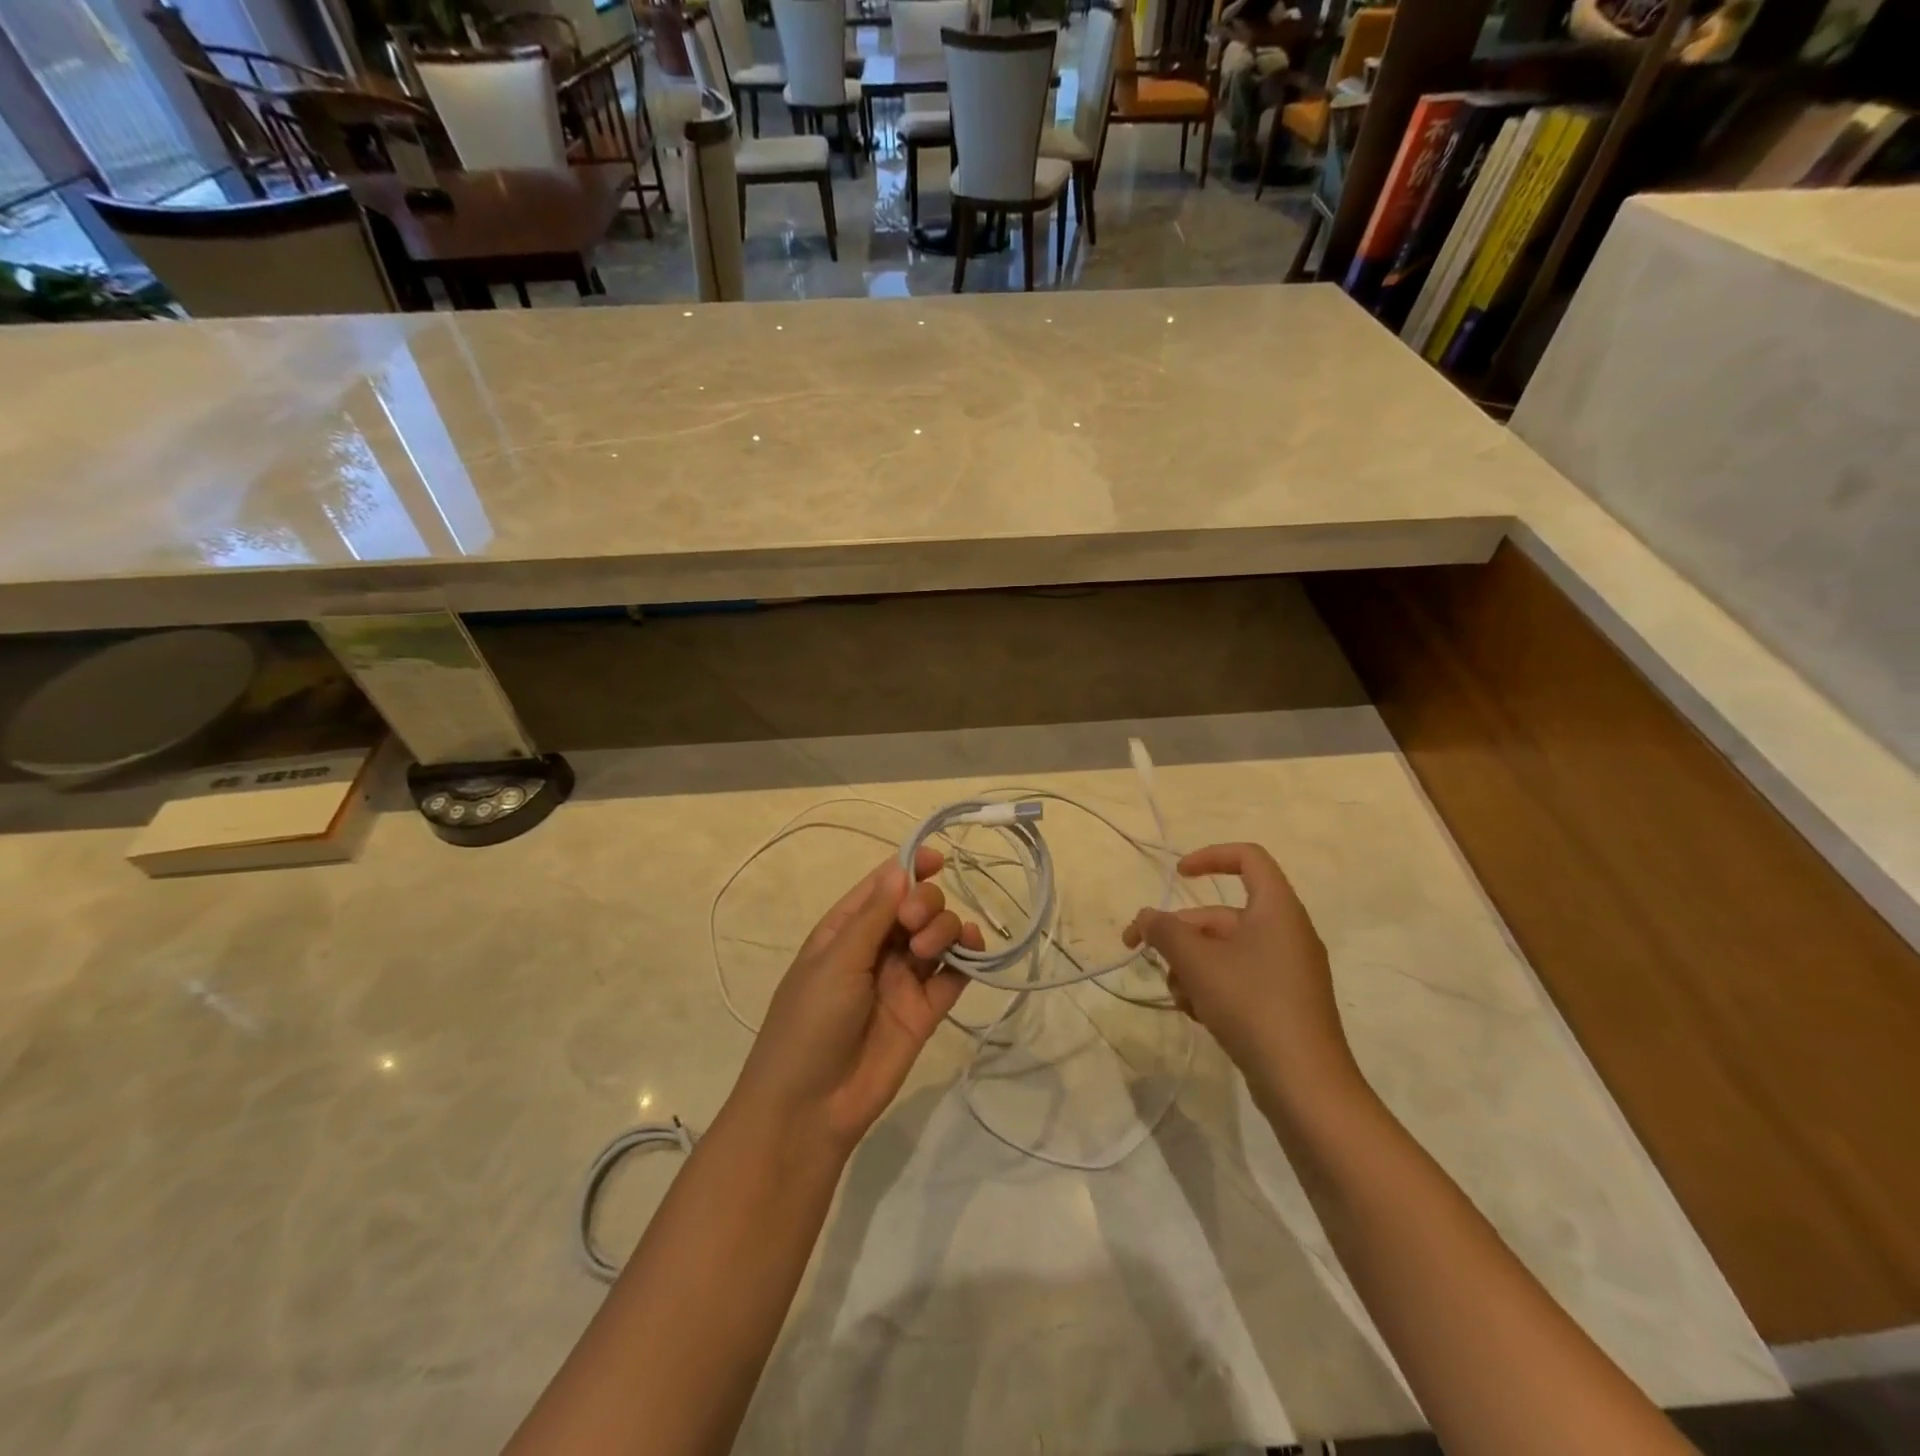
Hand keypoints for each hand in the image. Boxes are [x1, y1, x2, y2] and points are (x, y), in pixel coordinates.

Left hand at [732, 850, 983, 1154]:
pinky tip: (974, 953)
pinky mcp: (926, 1010)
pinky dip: (968, 959)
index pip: (883, 887)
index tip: (938, 859)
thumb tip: (900, 867)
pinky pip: (954, 975)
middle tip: (914, 924)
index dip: (910, 867)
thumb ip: (873, 915)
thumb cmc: (809, 1023)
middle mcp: (877, 949)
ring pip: (938, 936)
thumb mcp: (836, 961)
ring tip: (929, 949)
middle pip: (916, 906)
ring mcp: (903, 980)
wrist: (810, 1108)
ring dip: (944, 928)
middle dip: (925, 902)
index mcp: (845, 930)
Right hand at [1123, 843, 1358, 1106]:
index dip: (1210, 857)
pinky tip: (1197, 1014)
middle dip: (1181, 932)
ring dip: (1192, 965)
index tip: (1178, 876)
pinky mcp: (1284, 1004)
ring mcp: (1288, 971)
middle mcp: (1287, 933)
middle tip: (1143, 952)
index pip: (1248, 858)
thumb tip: (1145, 918)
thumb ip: (1165, 931)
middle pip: (1223, 915)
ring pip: (1226, 951)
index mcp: (1277, 910)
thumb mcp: (1198, 962)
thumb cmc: (1252, 1006)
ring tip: (1178, 995)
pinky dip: (1213, 988)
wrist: (1306, 1086)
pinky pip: (1240, 978)